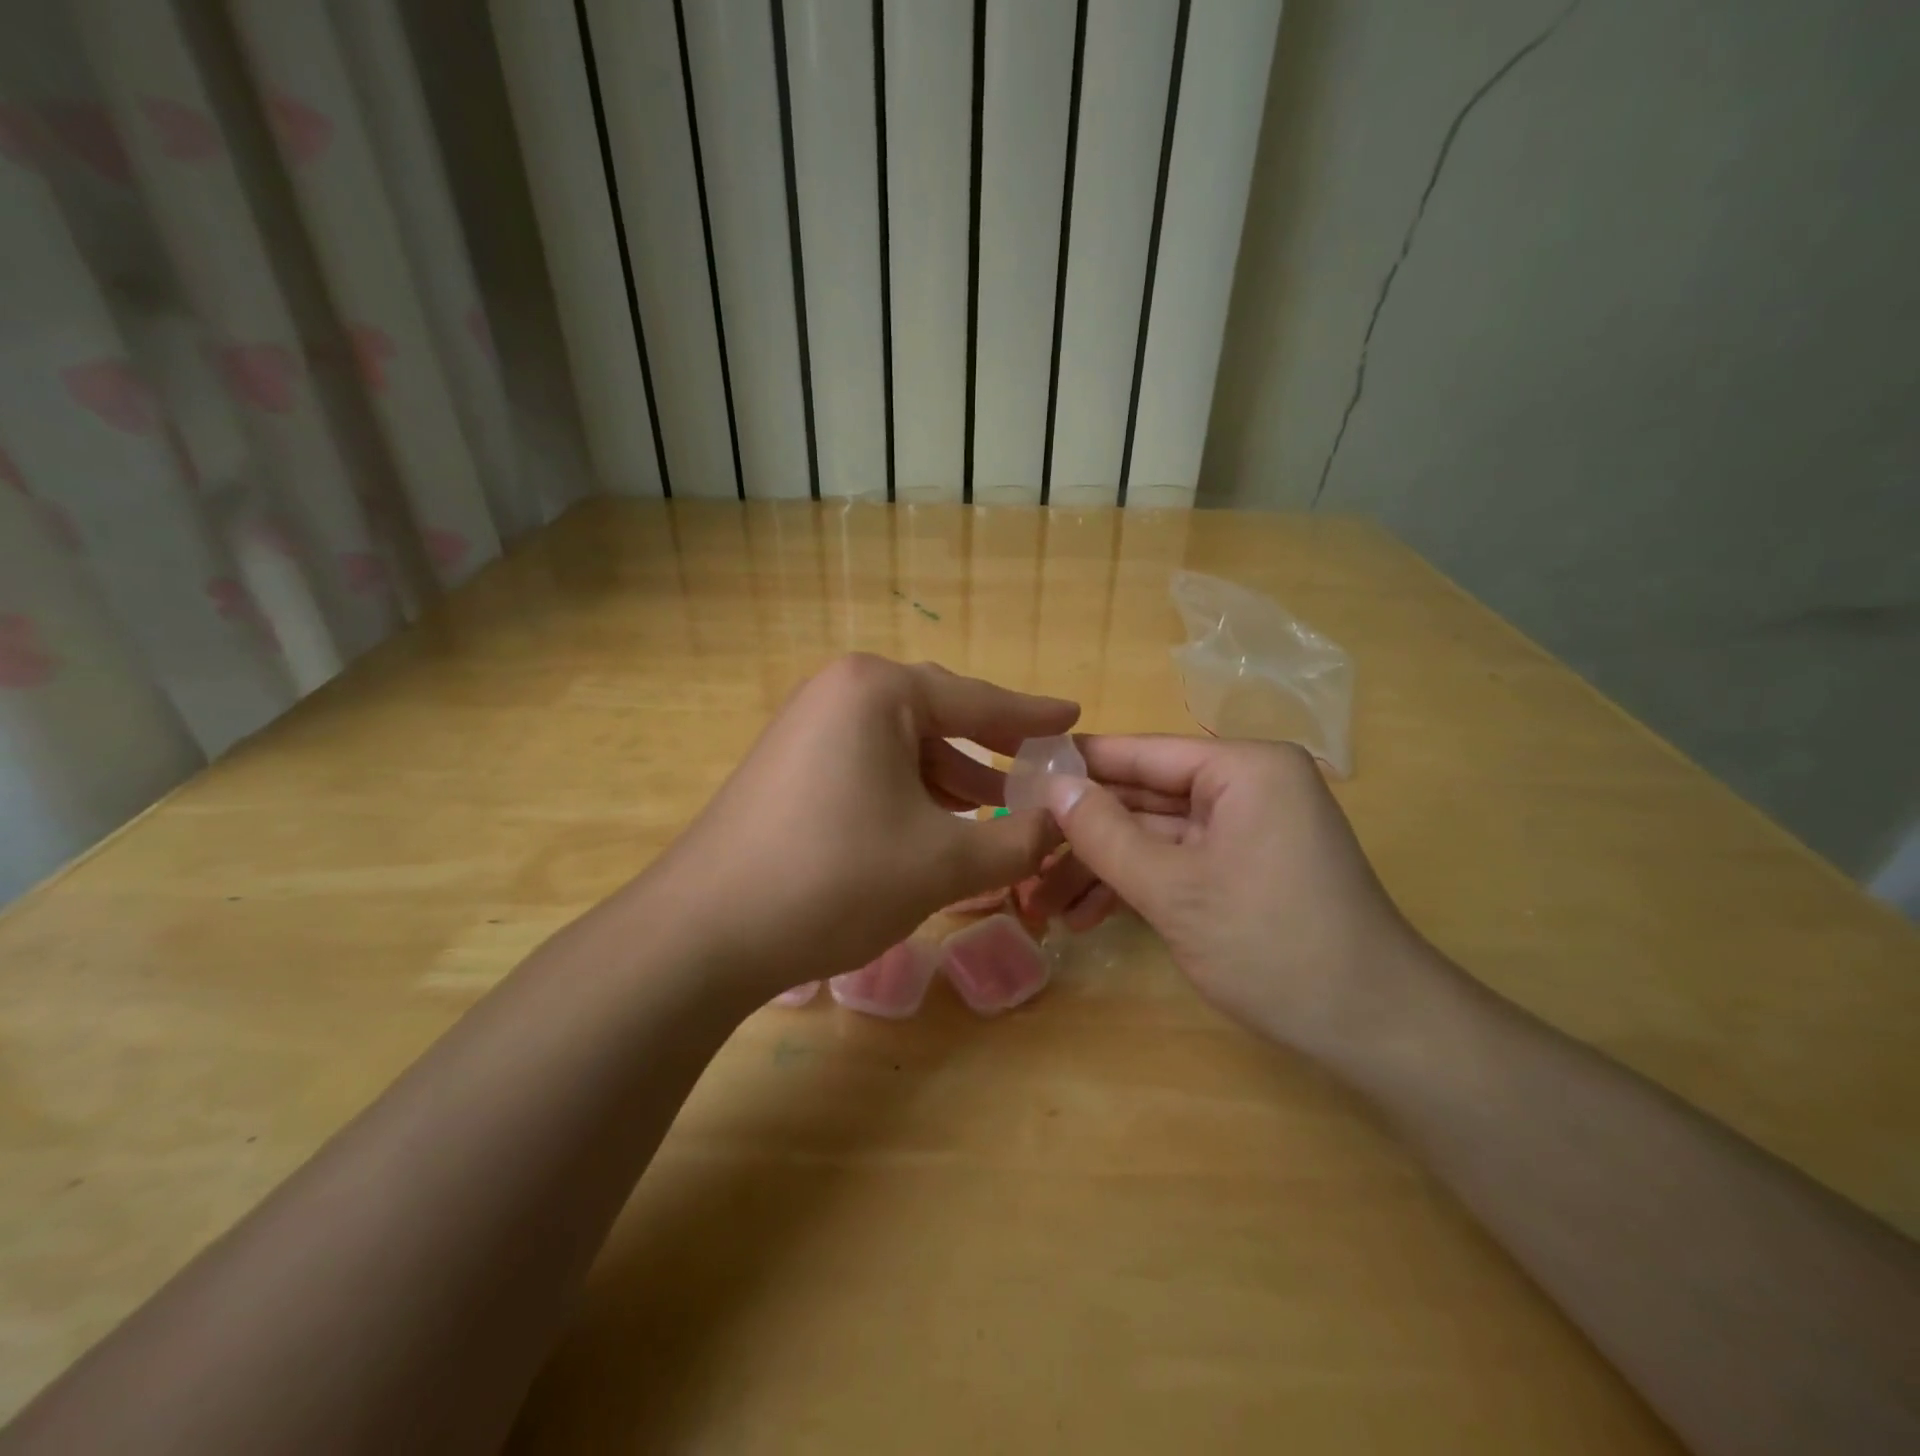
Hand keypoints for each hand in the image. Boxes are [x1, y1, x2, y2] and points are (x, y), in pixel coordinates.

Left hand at [642, 655, 1077, 1000]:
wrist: (704, 933)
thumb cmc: (835, 879)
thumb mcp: (944, 863)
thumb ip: (1019, 841)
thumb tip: (1065, 825)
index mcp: (878, 690)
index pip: (977, 699)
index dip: (1032, 716)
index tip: (1074, 715)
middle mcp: (839, 692)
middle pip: (938, 715)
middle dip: (991, 749)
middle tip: (1041, 770)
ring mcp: (807, 726)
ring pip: (902, 745)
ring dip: (952, 778)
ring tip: (1001, 811)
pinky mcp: (790, 764)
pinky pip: (870, 764)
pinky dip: (910, 790)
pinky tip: (937, 824)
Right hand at [1043, 737, 1437, 1057]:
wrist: (1376, 1031)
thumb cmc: (1272, 945)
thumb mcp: (1174, 890)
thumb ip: (1105, 834)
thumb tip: (1051, 786)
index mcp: (1243, 768)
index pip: (1141, 752)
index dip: (1077, 766)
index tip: (1017, 776)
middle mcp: (1247, 785)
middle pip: (1143, 797)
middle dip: (1082, 834)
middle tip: (1020, 854)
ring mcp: (1246, 829)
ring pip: (1154, 835)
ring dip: (1101, 868)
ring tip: (1041, 904)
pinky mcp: (1244, 868)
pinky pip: (1177, 862)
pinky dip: (1135, 886)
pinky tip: (1085, 918)